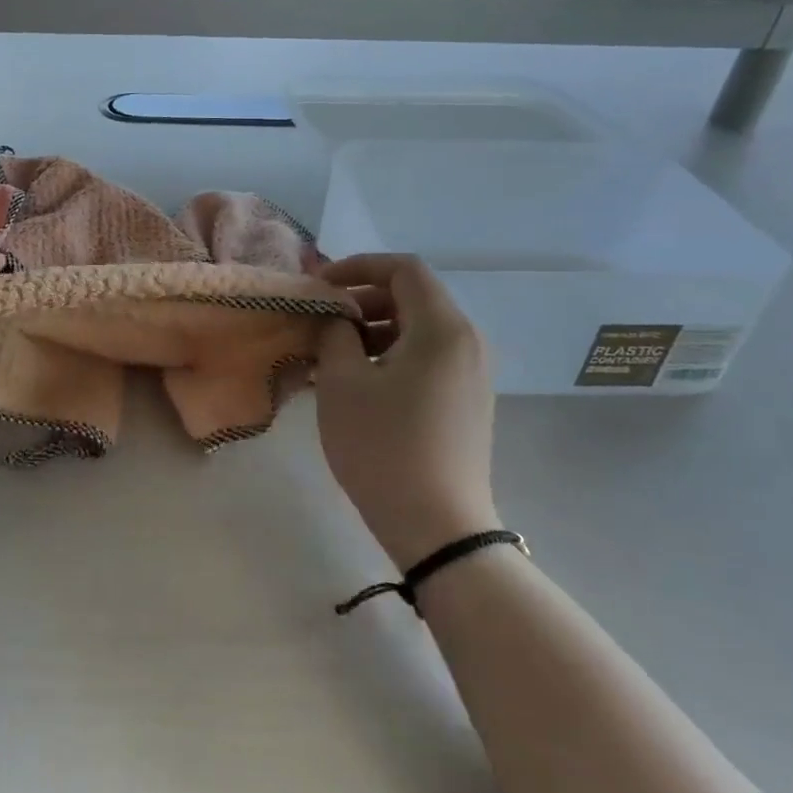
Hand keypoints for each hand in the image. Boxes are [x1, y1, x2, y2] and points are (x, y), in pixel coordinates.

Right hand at [315, 254, 500, 568]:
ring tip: (330, 354)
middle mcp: (467, 342)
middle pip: (413, 298)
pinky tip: (356, 382)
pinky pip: (427, 359)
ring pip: (418, 330)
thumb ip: (334, 332)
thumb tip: (337, 316)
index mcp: (442, 328)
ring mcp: (472, 374)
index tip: (320, 285)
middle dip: (362, 300)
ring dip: (373, 331)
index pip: (403, 269)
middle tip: (321, 319)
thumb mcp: (342, 381)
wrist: (438, 527)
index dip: (358, 266)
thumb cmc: (383, 446)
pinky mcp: (467, 401)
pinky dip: (390, 356)